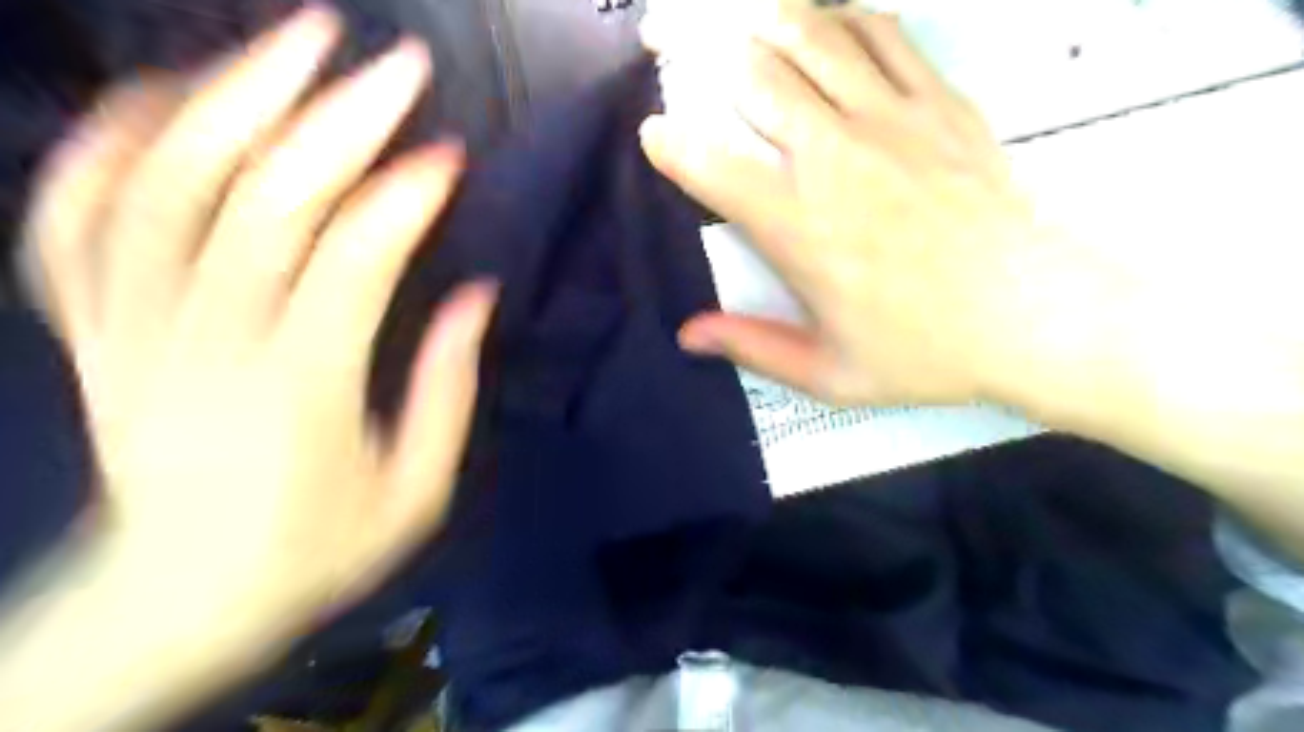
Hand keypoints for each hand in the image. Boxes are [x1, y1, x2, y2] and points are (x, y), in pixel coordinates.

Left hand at [23, 3, 495, 633]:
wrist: (174, 602)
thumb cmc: (315, 551)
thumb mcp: (414, 492)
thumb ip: (448, 392)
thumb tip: (475, 296)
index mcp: (296, 395)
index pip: (349, 264)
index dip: (402, 199)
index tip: (448, 156)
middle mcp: (200, 349)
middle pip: (260, 203)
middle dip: (332, 119)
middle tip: (387, 60)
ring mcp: (126, 333)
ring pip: (163, 188)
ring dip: (230, 98)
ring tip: (293, 41)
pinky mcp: (88, 333)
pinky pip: (75, 220)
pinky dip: (110, 145)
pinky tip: (164, 96)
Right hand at [639, 1, 1125, 411]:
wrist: (1035, 316)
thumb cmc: (926, 351)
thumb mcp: (830, 374)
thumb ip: (752, 347)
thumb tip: (687, 334)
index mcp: (800, 228)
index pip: (711, 164)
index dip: (669, 142)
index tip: (655, 135)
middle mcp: (835, 159)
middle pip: (751, 73)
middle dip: (695, 48)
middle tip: (666, 40)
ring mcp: (891, 120)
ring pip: (809, 35)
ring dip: (761, 21)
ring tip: (736, 23)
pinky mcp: (939, 103)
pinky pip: (880, 32)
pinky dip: (839, 17)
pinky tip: (821, 23)